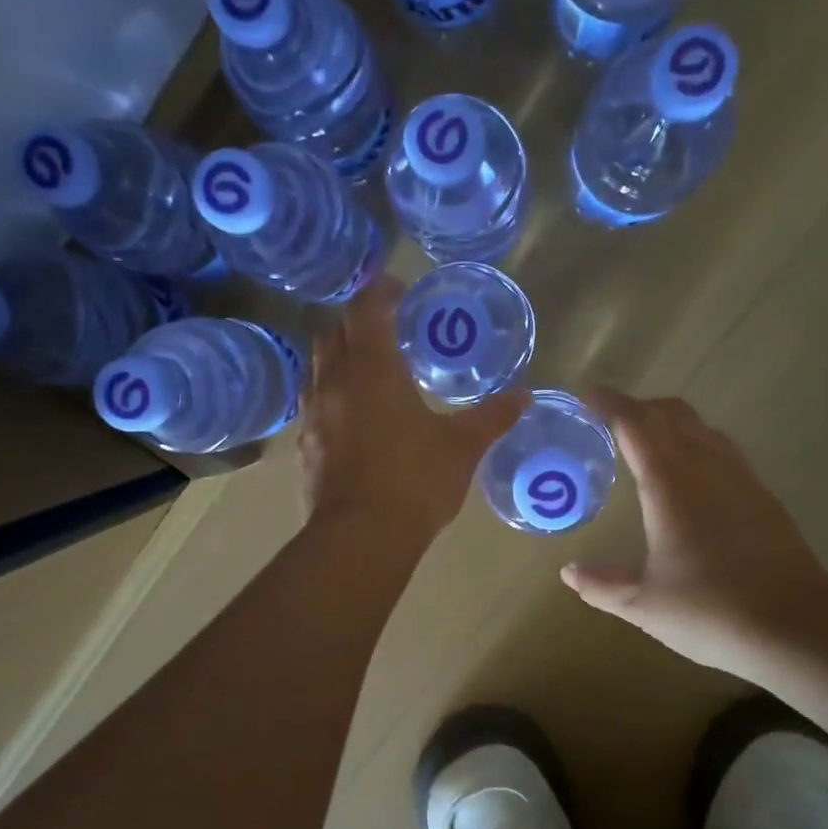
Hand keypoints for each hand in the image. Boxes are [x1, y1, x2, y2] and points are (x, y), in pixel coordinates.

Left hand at [300, 278, 526, 540]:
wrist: (360, 538)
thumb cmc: (415, 481)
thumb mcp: (462, 448)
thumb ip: (491, 417)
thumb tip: (524, 396)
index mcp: (373, 368)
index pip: (367, 307)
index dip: (381, 291)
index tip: (400, 291)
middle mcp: (334, 382)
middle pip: (332, 330)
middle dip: (356, 322)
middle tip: (386, 332)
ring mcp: (312, 415)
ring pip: (316, 368)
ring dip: (338, 359)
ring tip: (368, 374)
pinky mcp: (303, 446)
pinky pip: (312, 406)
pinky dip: (330, 398)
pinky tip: (352, 421)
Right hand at [561, 389, 827, 677]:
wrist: (797, 628)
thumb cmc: (711, 611)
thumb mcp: (644, 604)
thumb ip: (602, 584)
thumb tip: (570, 572)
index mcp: (671, 484)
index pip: (636, 424)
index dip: (610, 404)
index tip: (587, 396)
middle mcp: (708, 467)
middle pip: (672, 414)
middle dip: (639, 408)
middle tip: (610, 422)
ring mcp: (742, 479)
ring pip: (703, 428)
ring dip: (670, 425)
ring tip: (646, 446)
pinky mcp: (764, 497)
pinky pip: (723, 450)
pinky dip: (696, 446)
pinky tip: (689, 480)